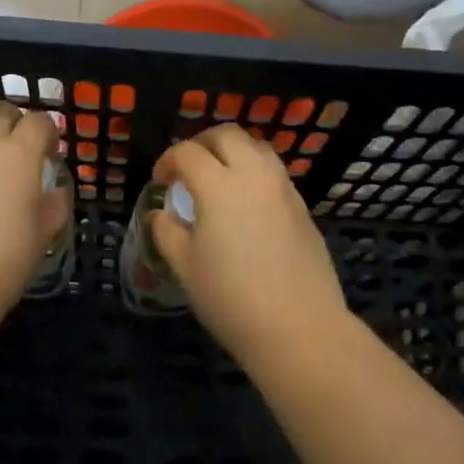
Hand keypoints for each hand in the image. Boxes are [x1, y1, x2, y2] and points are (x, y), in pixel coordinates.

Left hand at [0, 103, 68, 327]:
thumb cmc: (2, 261)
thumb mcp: (43, 236)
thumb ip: (54, 205)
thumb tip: (54, 192)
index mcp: (19, 153)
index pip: (40, 122)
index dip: (48, 134)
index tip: (50, 154)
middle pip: (1, 113)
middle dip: (14, 125)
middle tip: (18, 154)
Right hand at [150, 125, 348, 369]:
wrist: (299, 328)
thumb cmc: (232, 299)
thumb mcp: (186, 268)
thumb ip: (168, 232)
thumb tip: (161, 213)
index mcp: (219, 185)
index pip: (187, 153)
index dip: (168, 161)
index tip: (161, 182)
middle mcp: (253, 175)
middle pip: (227, 135)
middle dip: (202, 143)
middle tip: (189, 168)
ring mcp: (283, 188)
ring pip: (256, 147)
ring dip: (233, 151)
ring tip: (219, 177)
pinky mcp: (302, 206)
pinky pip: (274, 171)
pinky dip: (254, 171)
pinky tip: (247, 202)